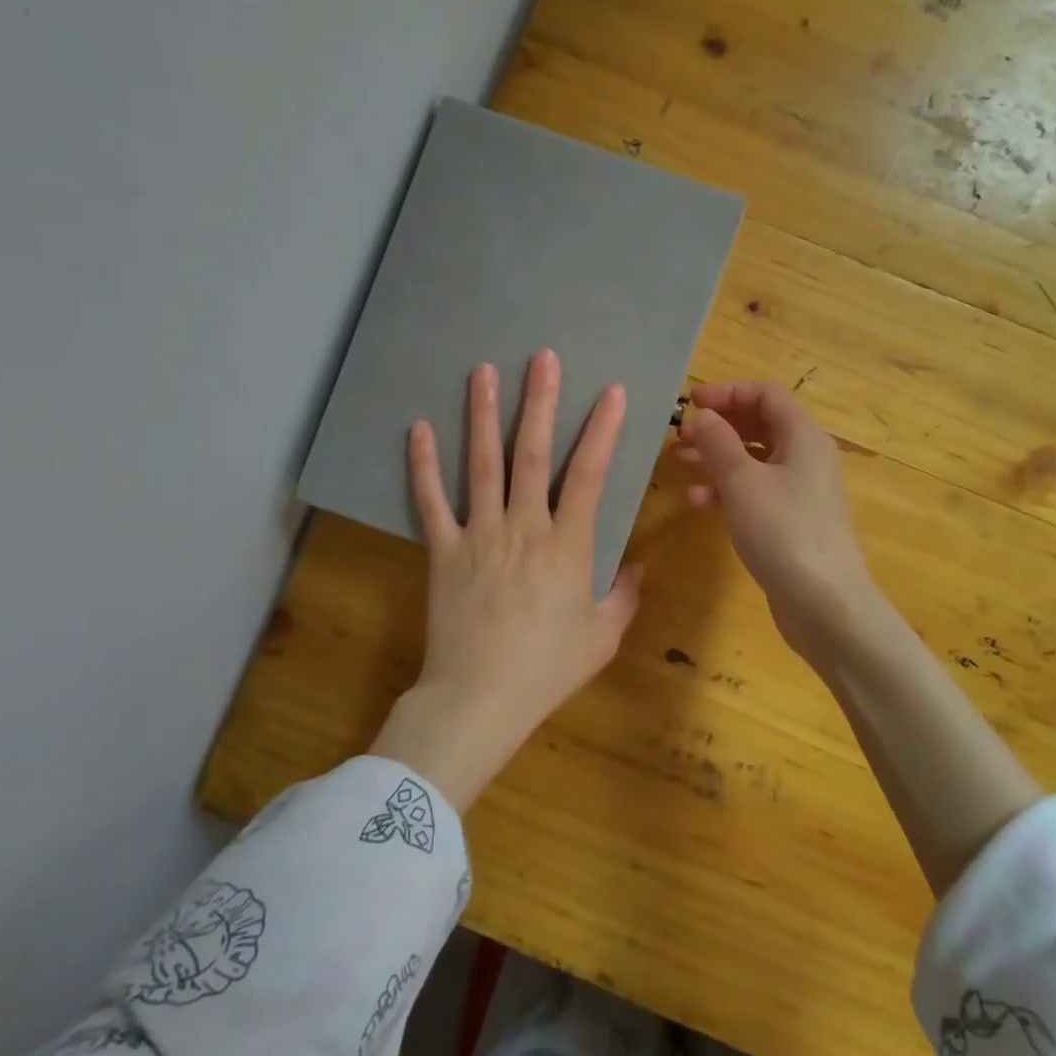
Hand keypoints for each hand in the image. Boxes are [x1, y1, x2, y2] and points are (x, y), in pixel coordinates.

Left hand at [369, 350, 642, 810]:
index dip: (603, 431)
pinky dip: (423, 465)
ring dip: (483, 415)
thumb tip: (637, 565)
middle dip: (540, 402)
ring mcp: (479, 535)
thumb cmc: (548, 669)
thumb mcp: (603, 636)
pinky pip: (431, 502)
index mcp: (567, 545)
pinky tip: (418, 428)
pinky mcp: (443, 551)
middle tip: (542, 357)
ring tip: (483, 371)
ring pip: (482, 464)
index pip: (589, 475)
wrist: (479, 698)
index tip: (612, 392)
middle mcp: (523, 527)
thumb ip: (625, 596)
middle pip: (533, 454)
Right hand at [677, 380, 879, 662]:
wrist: (825, 604)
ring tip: (679, 463)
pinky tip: (698, 502)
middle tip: (680, 436)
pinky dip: (727, 489)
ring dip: (716, 457)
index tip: (689, 404)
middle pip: (759, 425)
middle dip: (718, 426)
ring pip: (753, 459)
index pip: (765, 395)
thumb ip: (718, 442)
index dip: (727, 392)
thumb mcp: (742, 481)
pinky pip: (756, 490)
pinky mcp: (791, 520)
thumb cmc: (783, 531)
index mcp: (803, 436)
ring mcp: (800, 491)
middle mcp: (806, 456)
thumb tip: (700, 415)